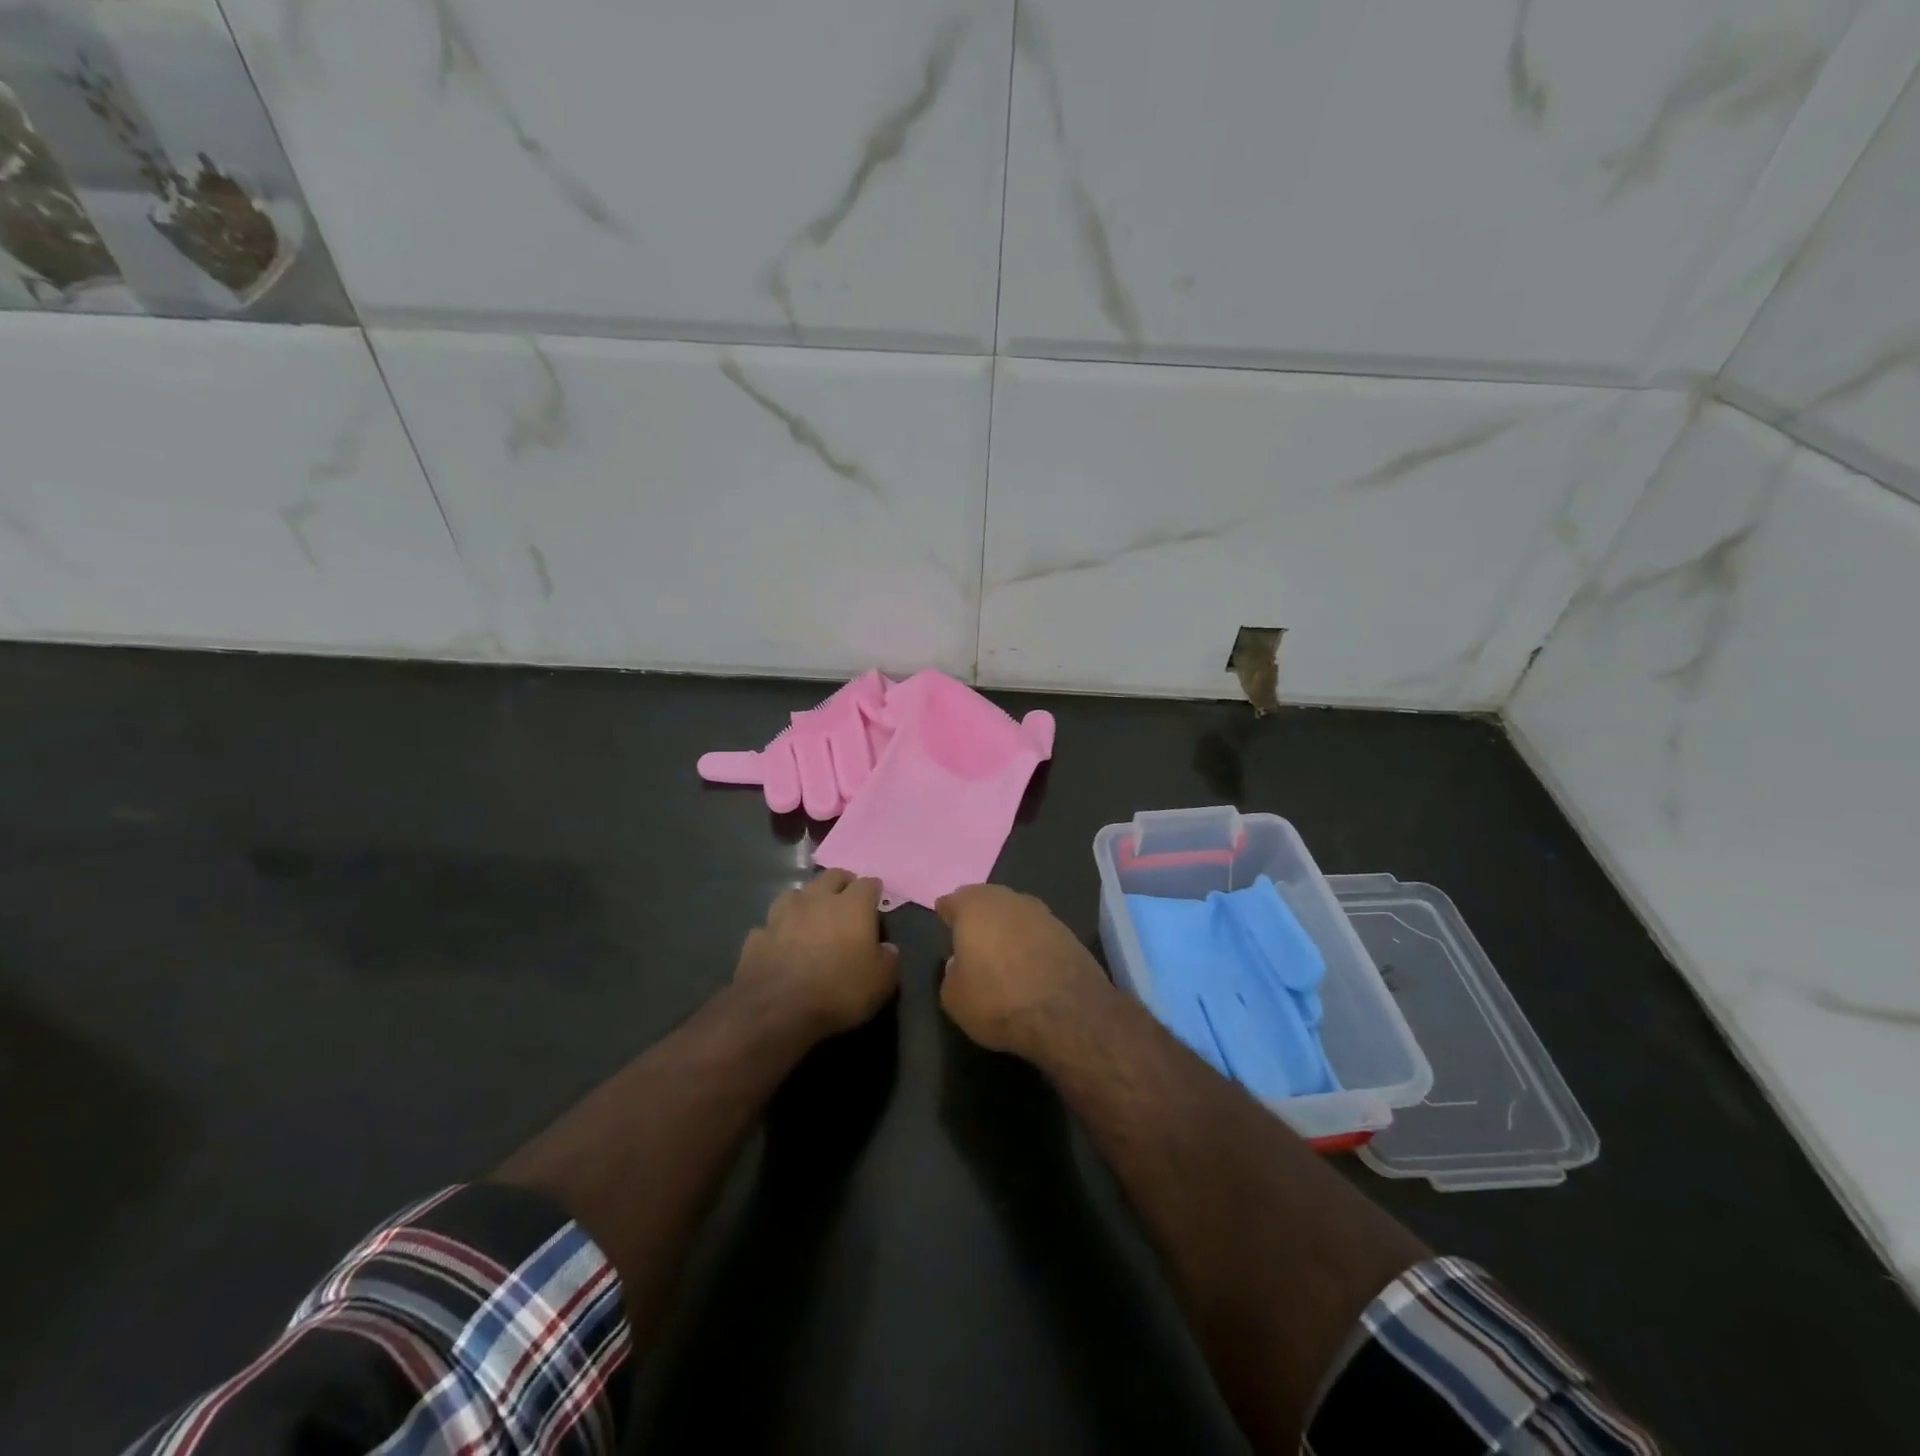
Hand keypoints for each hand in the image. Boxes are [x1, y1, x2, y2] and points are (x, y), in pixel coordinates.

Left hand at [735, 869, 899, 1039]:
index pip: (868, 884)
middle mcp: (816, 900)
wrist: (777, 1011)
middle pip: (831, 876)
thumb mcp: (881, 983)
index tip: (876, 901)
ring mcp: (782, 915)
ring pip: (796, 893)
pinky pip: (770, 924)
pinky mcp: (757, 935)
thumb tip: (887, 949)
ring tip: (810, 915)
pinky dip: (778, 930)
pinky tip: (780, 943)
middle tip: (846, 898)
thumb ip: (888, 960)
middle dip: (841, 883)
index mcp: (852, 906)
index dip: (874, 891)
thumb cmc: (838, 991)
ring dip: (806, 900)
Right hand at [935, 884, 1110, 1057]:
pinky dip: (1030, 942)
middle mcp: (1008, 900)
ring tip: (1000, 949)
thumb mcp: (954, 998)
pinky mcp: (1068, 932)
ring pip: (1015, 913)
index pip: (953, 901)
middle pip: (987, 900)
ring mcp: (1043, 913)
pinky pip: (1038, 932)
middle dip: (978, 914)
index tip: (944, 919)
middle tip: (970, 934)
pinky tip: (1028, 961)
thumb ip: (951, 973)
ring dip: (1007, 927)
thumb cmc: (998, 1001)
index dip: (947, 912)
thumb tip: (960, 964)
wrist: (1068, 1014)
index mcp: (974, 907)